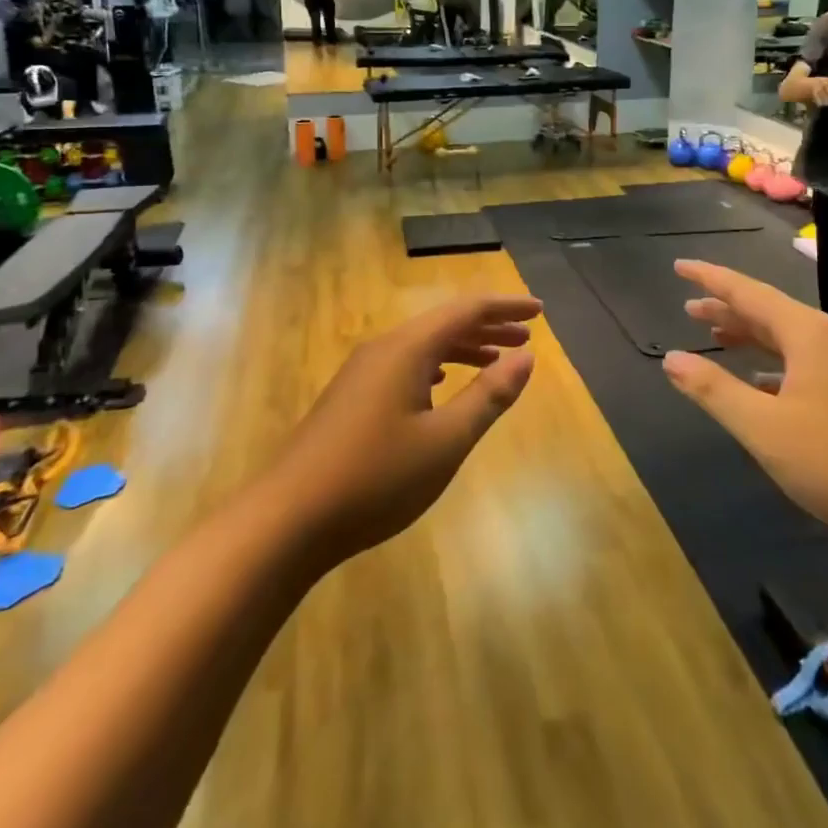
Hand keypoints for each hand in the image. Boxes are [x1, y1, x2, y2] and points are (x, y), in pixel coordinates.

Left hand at [267, 295, 539, 565]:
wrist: (287, 519)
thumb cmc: (376, 478)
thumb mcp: (445, 441)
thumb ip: (489, 396)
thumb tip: (526, 358)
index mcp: (407, 348)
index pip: (466, 310)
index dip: (505, 308)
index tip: (540, 312)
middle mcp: (383, 349)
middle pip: (444, 324)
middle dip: (488, 328)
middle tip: (527, 338)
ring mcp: (362, 372)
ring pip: (423, 347)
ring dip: (463, 350)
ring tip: (496, 362)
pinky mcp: (351, 397)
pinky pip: (405, 366)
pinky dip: (436, 368)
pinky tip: (442, 386)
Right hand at [659, 261, 827, 547]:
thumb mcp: (764, 428)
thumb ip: (714, 390)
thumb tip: (670, 358)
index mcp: (807, 333)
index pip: (746, 292)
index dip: (709, 278)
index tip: (678, 266)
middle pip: (767, 311)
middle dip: (726, 308)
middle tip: (688, 308)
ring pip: (787, 337)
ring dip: (749, 335)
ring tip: (715, 336)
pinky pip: (804, 361)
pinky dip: (773, 362)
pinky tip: (760, 381)